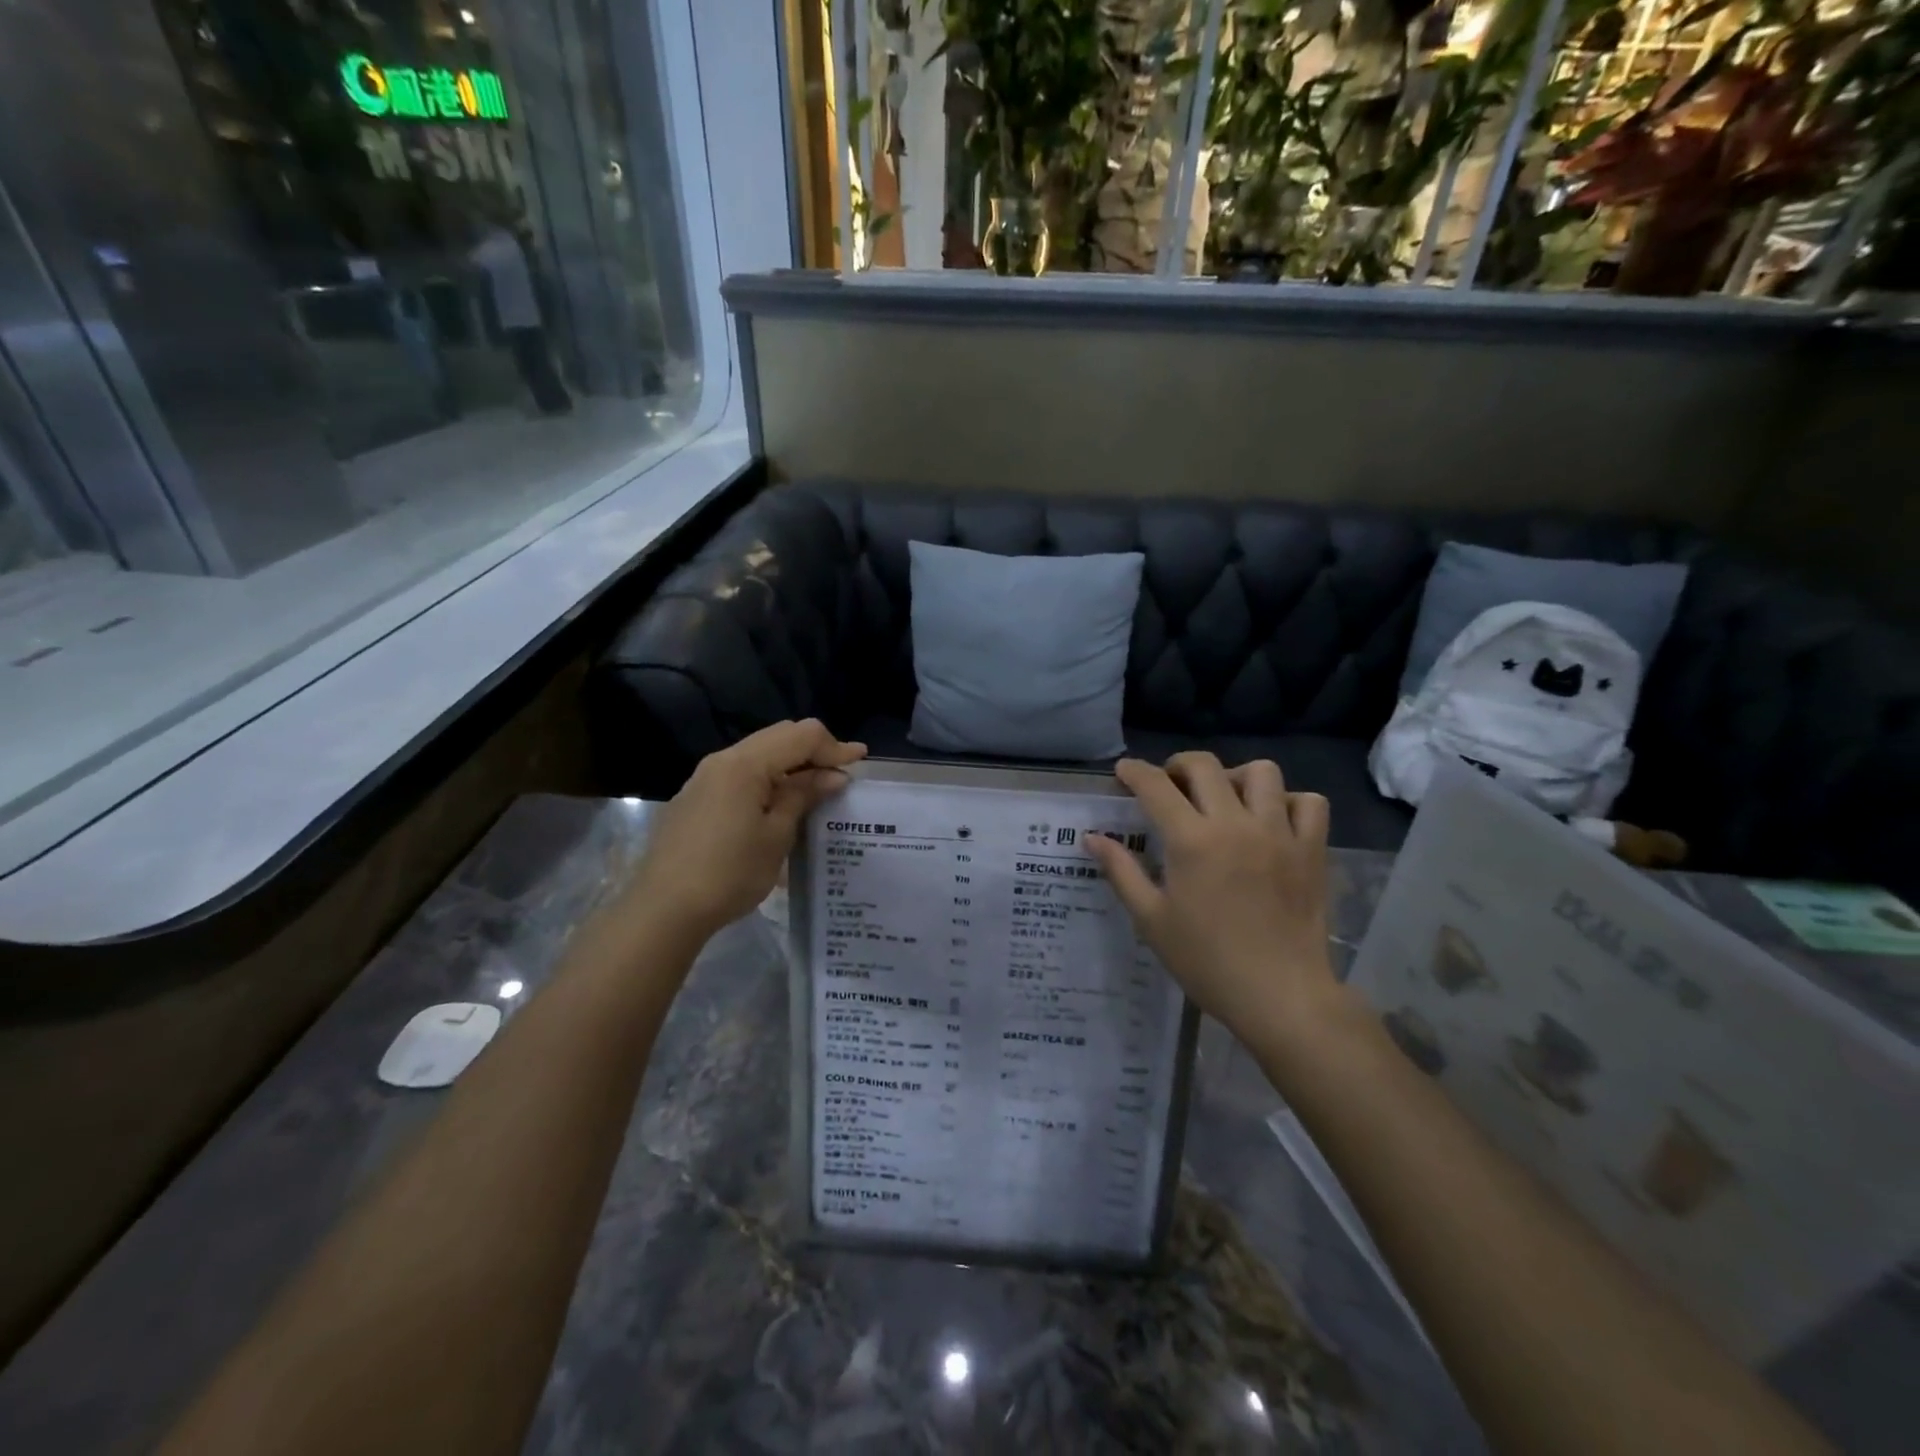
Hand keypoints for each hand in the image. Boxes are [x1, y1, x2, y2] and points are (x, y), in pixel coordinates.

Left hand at [626, 721, 865, 940]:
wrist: (664, 908)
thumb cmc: (729, 872)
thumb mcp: (777, 836)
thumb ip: (803, 796)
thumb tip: (831, 776)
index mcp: (745, 764)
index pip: (800, 736)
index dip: (834, 746)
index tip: (860, 763)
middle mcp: (722, 760)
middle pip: (778, 736)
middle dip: (814, 751)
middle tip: (840, 775)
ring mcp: (704, 778)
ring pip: (758, 754)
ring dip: (791, 765)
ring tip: (815, 790)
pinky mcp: (695, 798)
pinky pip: (740, 775)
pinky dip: (768, 779)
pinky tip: (778, 805)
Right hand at [1087, 753, 1338, 1045]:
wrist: (1280, 996)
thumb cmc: (1206, 961)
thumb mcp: (1151, 920)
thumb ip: (1121, 871)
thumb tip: (1092, 837)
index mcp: (1191, 841)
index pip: (1156, 786)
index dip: (1134, 771)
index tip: (1124, 772)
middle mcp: (1235, 824)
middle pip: (1204, 765)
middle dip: (1178, 766)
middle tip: (1170, 786)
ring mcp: (1279, 833)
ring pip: (1261, 772)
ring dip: (1235, 777)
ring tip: (1225, 800)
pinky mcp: (1312, 850)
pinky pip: (1309, 802)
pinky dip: (1289, 801)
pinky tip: (1273, 820)